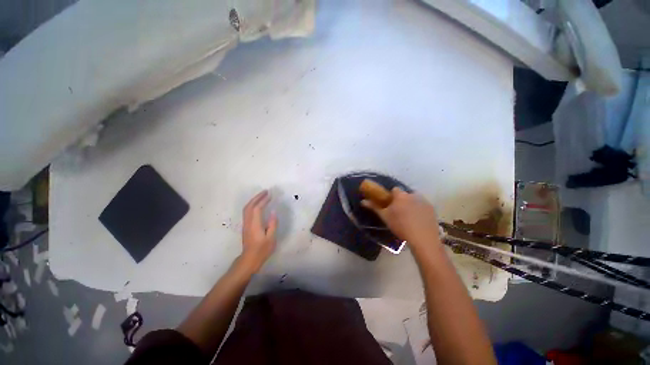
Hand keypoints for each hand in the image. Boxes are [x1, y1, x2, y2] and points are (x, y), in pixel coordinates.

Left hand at [240, 190, 276, 272]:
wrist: (249, 260)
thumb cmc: (262, 250)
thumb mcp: (271, 238)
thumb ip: (272, 224)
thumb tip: (273, 211)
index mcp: (254, 224)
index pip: (257, 208)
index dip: (263, 200)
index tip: (270, 195)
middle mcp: (248, 222)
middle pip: (249, 206)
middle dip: (257, 197)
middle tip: (265, 191)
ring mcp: (245, 224)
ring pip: (247, 208)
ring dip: (254, 200)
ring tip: (262, 196)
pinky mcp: (245, 227)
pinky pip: (247, 212)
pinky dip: (252, 205)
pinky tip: (258, 205)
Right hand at [362, 188, 440, 248]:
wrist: (422, 238)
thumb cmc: (400, 226)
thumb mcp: (384, 217)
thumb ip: (374, 207)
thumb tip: (362, 201)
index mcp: (401, 195)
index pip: (394, 190)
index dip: (392, 196)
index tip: (390, 204)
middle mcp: (413, 194)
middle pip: (405, 195)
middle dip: (402, 200)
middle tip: (399, 212)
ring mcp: (424, 201)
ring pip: (414, 199)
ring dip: (411, 204)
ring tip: (409, 217)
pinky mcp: (432, 208)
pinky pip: (423, 205)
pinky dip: (420, 209)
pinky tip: (418, 220)